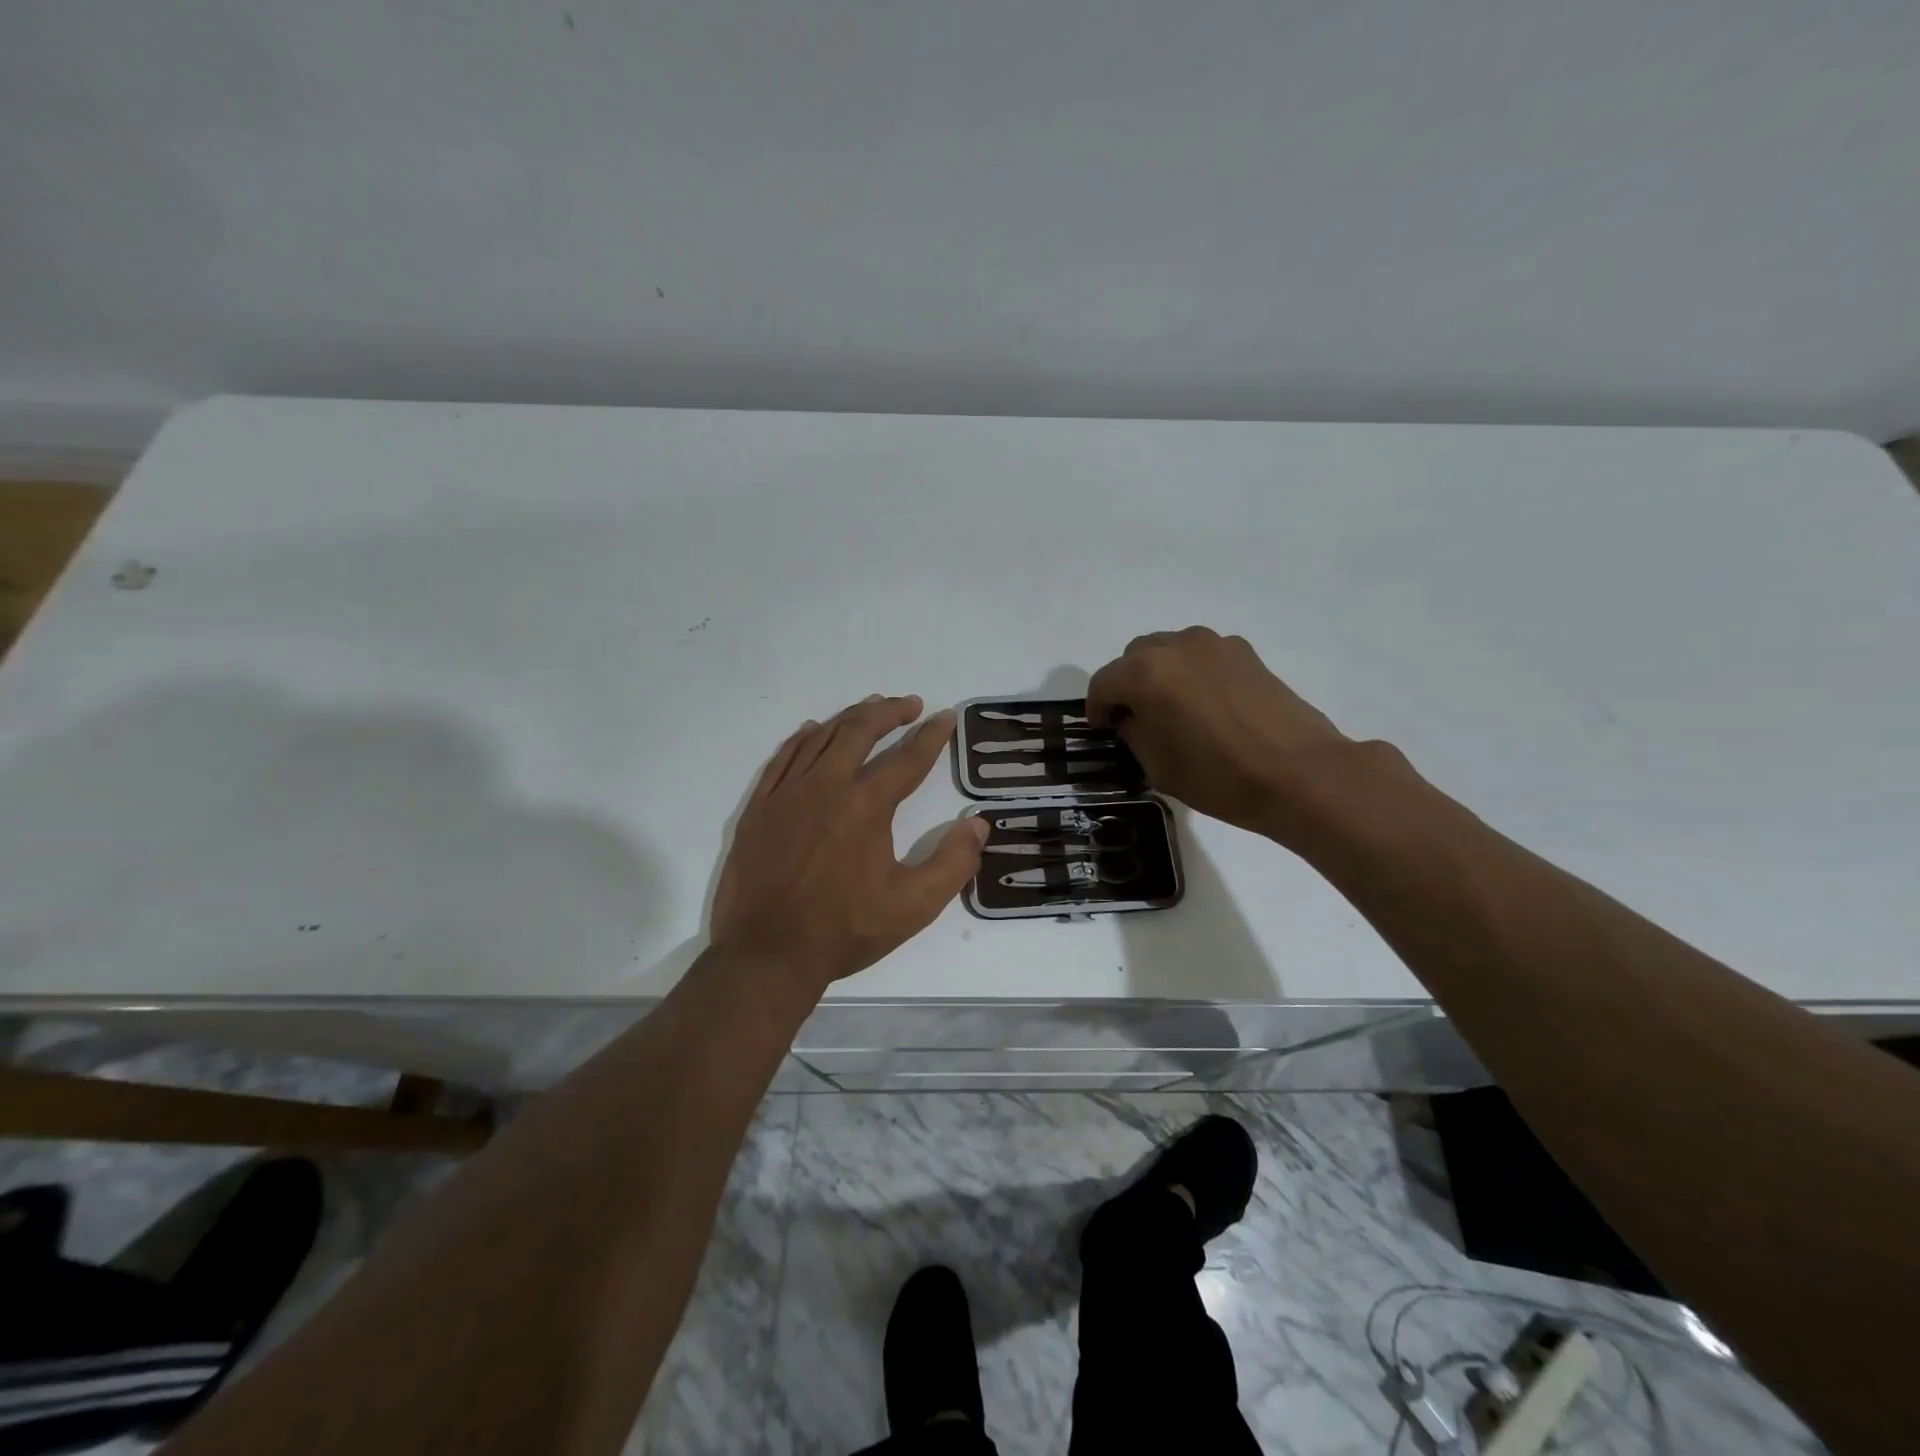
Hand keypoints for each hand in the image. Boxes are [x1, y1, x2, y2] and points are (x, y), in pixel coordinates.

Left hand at [711, 695, 989, 992]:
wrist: (768, 954)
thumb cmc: (845, 930)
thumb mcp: (915, 905)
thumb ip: (953, 863)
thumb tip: (978, 824)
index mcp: (867, 805)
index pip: (908, 758)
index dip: (932, 735)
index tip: (946, 717)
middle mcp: (827, 786)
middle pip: (861, 731)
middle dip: (890, 712)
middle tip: (910, 704)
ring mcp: (787, 793)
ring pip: (822, 737)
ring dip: (850, 718)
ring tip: (870, 708)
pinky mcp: (760, 807)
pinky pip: (783, 758)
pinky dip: (803, 738)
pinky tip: (814, 730)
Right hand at [1086, 627, 1356, 838]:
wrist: (1299, 773)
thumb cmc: (1219, 776)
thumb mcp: (1158, 766)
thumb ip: (1133, 732)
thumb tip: (1132, 718)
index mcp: (1146, 673)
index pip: (1103, 683)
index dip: (1097, 708)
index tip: (1102, 729)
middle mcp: (1176, 646)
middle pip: (1134, 657)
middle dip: (1127, 684)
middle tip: (1134, 718)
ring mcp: (1214, 644)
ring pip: (1169, 651)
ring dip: (1160, 674)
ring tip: (1172, 709)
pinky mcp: (1245, 653)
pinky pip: (1202, 656)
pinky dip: (1192, 673)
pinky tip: (1206, 706)